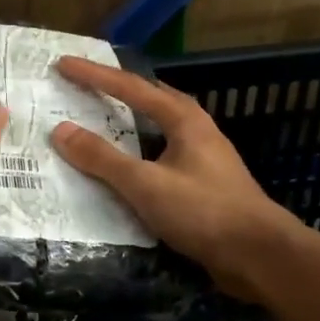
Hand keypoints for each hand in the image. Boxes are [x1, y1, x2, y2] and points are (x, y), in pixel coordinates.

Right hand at [50, 56, 297, 299]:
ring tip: (100, 119)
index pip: (130, 87)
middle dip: (116, 90)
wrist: (259, 256)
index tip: (64, 64)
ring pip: (158, 128)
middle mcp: (196, 129)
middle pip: (150, 99)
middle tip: (84, 84)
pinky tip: (126, 167)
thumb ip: (103, 159)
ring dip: (129, 121)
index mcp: (184, 119)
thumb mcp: (146, 184)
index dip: (94, 75)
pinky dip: (138, 152)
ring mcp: (203, 157)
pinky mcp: (204, 184)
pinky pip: (161, 155)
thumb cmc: (204, 212)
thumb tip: (61, 130)